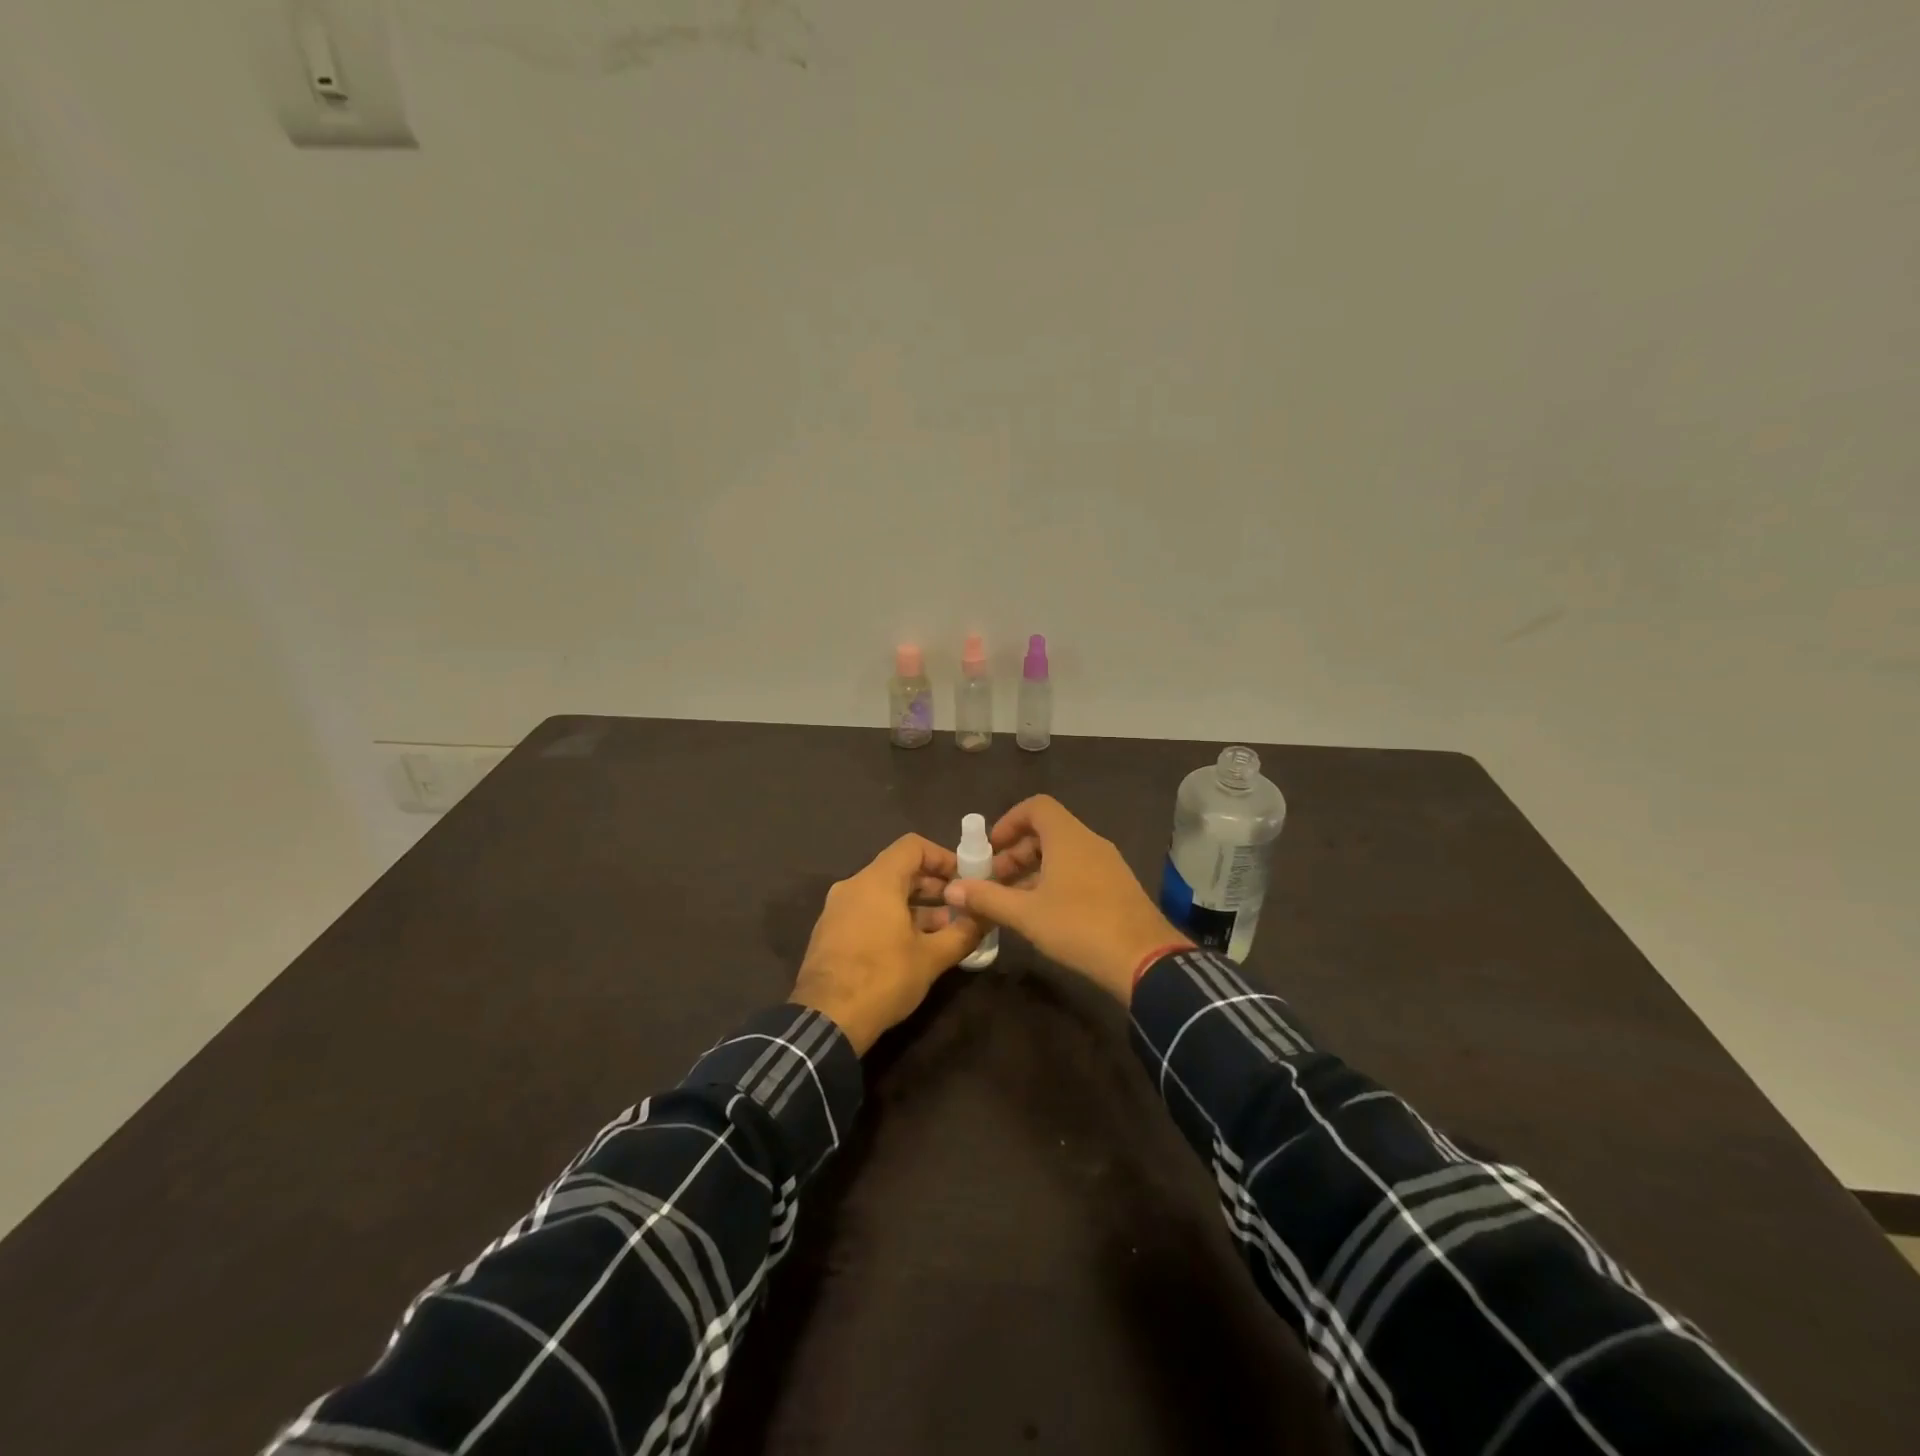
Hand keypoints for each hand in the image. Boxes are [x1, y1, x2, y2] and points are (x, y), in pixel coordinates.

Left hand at [791, 834, 983, 1053]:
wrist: (826, 1020)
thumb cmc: (883, 978)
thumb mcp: (932, 958)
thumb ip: (963, 932)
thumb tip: (986, 918)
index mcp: (877, 881)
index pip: (913, 846)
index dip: (942, 857)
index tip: (964, 879)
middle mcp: (853, 886)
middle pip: (898, 870)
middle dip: (933, 886)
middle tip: (960, 907)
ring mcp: (837, 909)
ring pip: (883, 893)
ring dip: (915, 906)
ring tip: (943, 932)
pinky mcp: (830, 932)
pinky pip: (867, 911)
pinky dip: (892, 918)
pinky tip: (912, 947)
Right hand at [942, 795, 1186, 1003]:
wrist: (1145, 960)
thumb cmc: (1079, 926)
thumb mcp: (1026, 914)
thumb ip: (987, 898)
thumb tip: (951, 889)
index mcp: (1068, 837)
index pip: (1037, 807)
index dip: (1009, 821)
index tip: (991, 848)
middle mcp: (1090, 842)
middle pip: (1047, 831)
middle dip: (1016, 852)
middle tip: (995, 880)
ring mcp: (1108, 864)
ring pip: (1063, 854)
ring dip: (1034, 870)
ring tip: (1013, 901)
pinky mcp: (1118, 887)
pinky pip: (1079, 870)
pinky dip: (1056, 881)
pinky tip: (1043, 913)